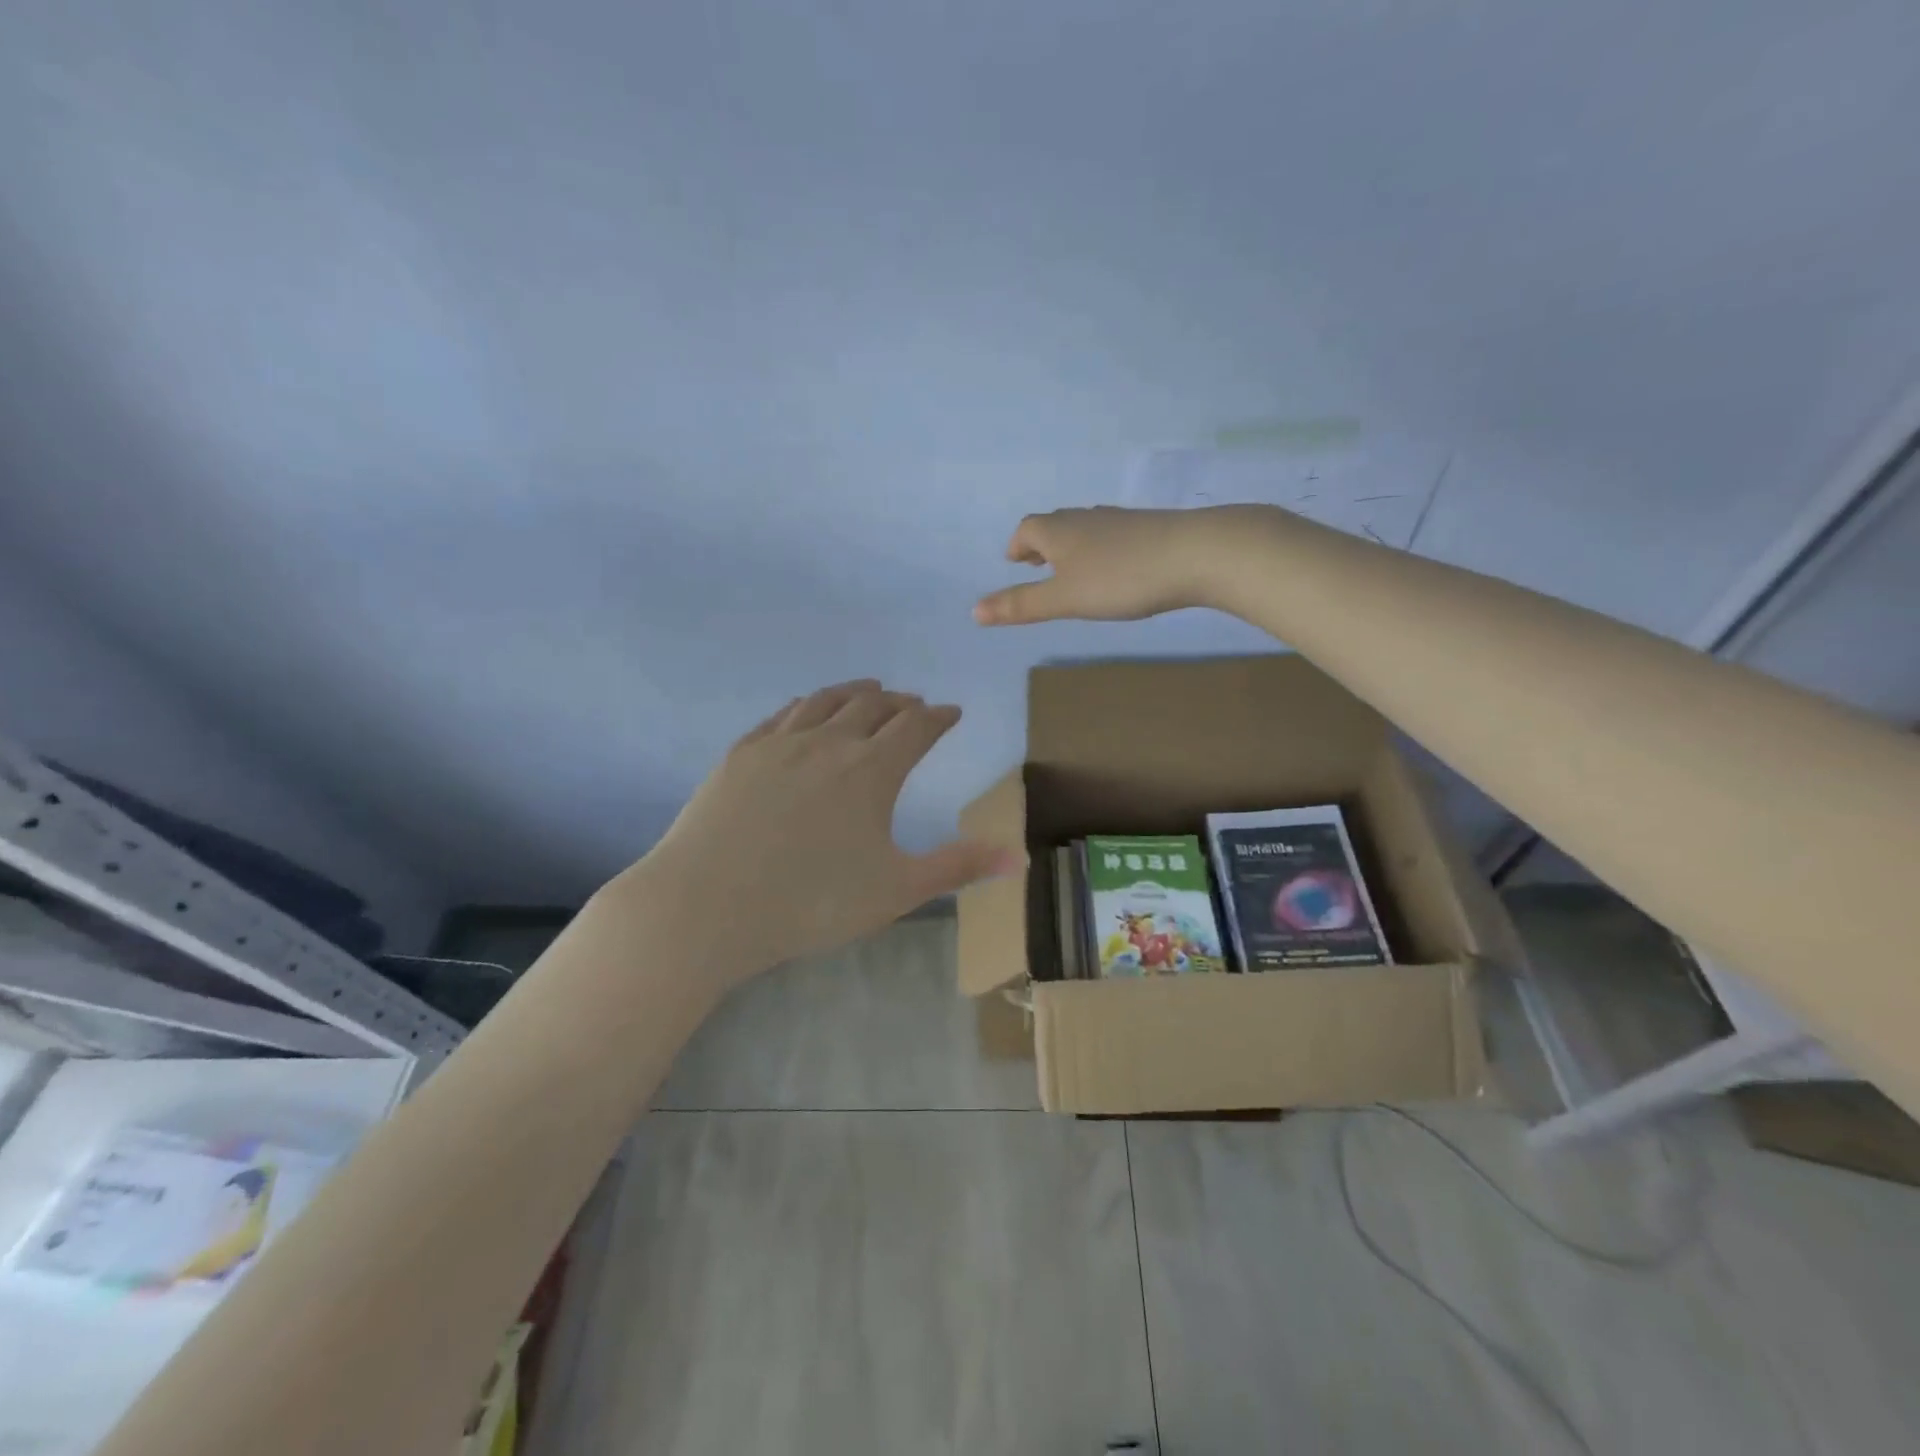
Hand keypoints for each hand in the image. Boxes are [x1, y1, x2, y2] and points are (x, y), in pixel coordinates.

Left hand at [614, 680, 1022, 986]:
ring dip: (855, 692)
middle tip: (914, 704)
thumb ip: (959, 866)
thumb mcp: (897, 890)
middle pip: (873, 706)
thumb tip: (1021, 855)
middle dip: (901, 702)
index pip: (917, 728)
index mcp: (872, 770)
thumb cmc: (812, 902)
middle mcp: (829, 742)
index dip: (939, 717)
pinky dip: (806, 705)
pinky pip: (782, 715)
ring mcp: (779, 744)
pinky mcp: (740, 754)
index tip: (951, 712)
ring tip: (870, 690)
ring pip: (825, 701)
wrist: (707, 906)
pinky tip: (805, 711)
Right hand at [972, 506, 1215, 625]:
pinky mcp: (1148, 528)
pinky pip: (1112, 536)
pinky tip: (1116, 570)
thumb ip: (1021, 605)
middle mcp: (1085, 518)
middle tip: (1037, 565)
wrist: (1195, 553)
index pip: (1027, 529)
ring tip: (1072, 571)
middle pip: (1054, 524)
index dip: (1017, 544)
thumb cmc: (1120, 579)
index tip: (1014, 561)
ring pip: (1085, 529)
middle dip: (1041, 545)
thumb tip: (973, 612)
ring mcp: (1119, 520)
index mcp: (1058, 531)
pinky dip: (1100, 550)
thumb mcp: (1064, 599)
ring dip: (1071, 547)